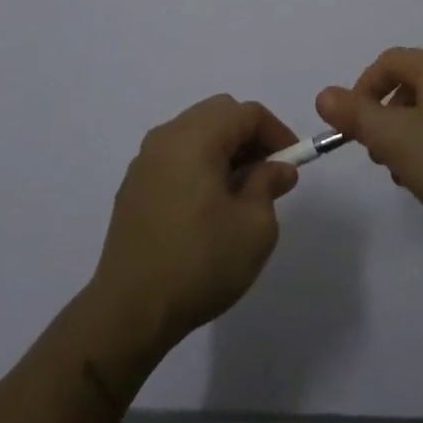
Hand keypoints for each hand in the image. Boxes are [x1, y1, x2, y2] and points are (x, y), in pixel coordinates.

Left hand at [90, 95, 300, 353]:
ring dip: (223, 149)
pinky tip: (207, 205)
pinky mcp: (133, 186)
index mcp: (196, 138)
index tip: (293, 163)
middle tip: (268, 172)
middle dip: (249, 135)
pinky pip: (175, 156)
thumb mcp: (254, 227)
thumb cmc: (200, 262)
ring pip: (194, 132)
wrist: (129, 310)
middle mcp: (167, 137)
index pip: (246, 112)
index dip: (277, 132)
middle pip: (218, 113)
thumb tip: (277, 168)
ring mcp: (145, 160)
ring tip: (241, 190)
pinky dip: (199, 164)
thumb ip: (269, 185)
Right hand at [317, 47, 422, 242]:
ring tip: (404, 174)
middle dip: (384, 117)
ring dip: (406, 136)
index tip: (353, 126)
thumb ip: (355, 114)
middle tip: (378, 153)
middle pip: (409, 85)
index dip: (362, 90)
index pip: (388, 62)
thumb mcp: (393, 138)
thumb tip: (324, 95)